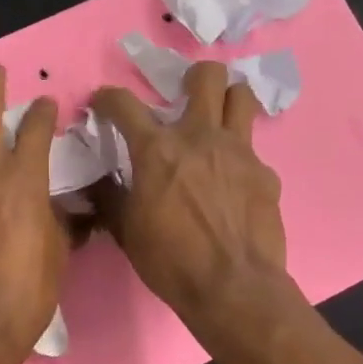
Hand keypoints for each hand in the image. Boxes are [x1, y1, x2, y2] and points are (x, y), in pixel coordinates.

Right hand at [90, 61, 297, 332]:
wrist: (233, 288)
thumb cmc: (171, 261)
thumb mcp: (126, 230)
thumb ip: (110, 197)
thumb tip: (97, 182)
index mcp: (158, 149)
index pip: (124, 104)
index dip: (108, 98)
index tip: (103, 103)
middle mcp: (200, 137)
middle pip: (207, 75)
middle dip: (194, 76)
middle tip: (184, 95)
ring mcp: (239, 152)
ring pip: (241, 97)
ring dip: (228, 99)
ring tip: (217, 120)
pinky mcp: (265, 173)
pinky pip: (253, 150)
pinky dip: (240, 158)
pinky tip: (234, 183)